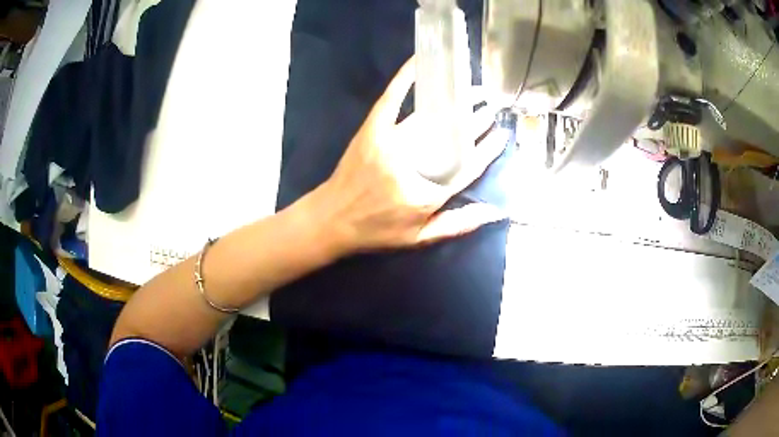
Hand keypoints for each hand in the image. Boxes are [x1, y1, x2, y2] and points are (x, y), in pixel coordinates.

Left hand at [312, 56, 508, 253]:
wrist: (331, 220)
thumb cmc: (375, 231)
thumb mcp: (419, 238)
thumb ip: (456, 224)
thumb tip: (493, 212)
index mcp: (428, 193)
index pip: (467, 167)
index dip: (488, 149)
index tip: (502, 134)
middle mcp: (413, 163)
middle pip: (452, 137)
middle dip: (476, 119)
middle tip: (492, 105)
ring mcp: (391, 143)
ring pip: (430, 117)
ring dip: (453, 101)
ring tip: (470, 89)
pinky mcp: (372, 130)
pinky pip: (391, 100)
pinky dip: (404, 79)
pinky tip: (418, 62)